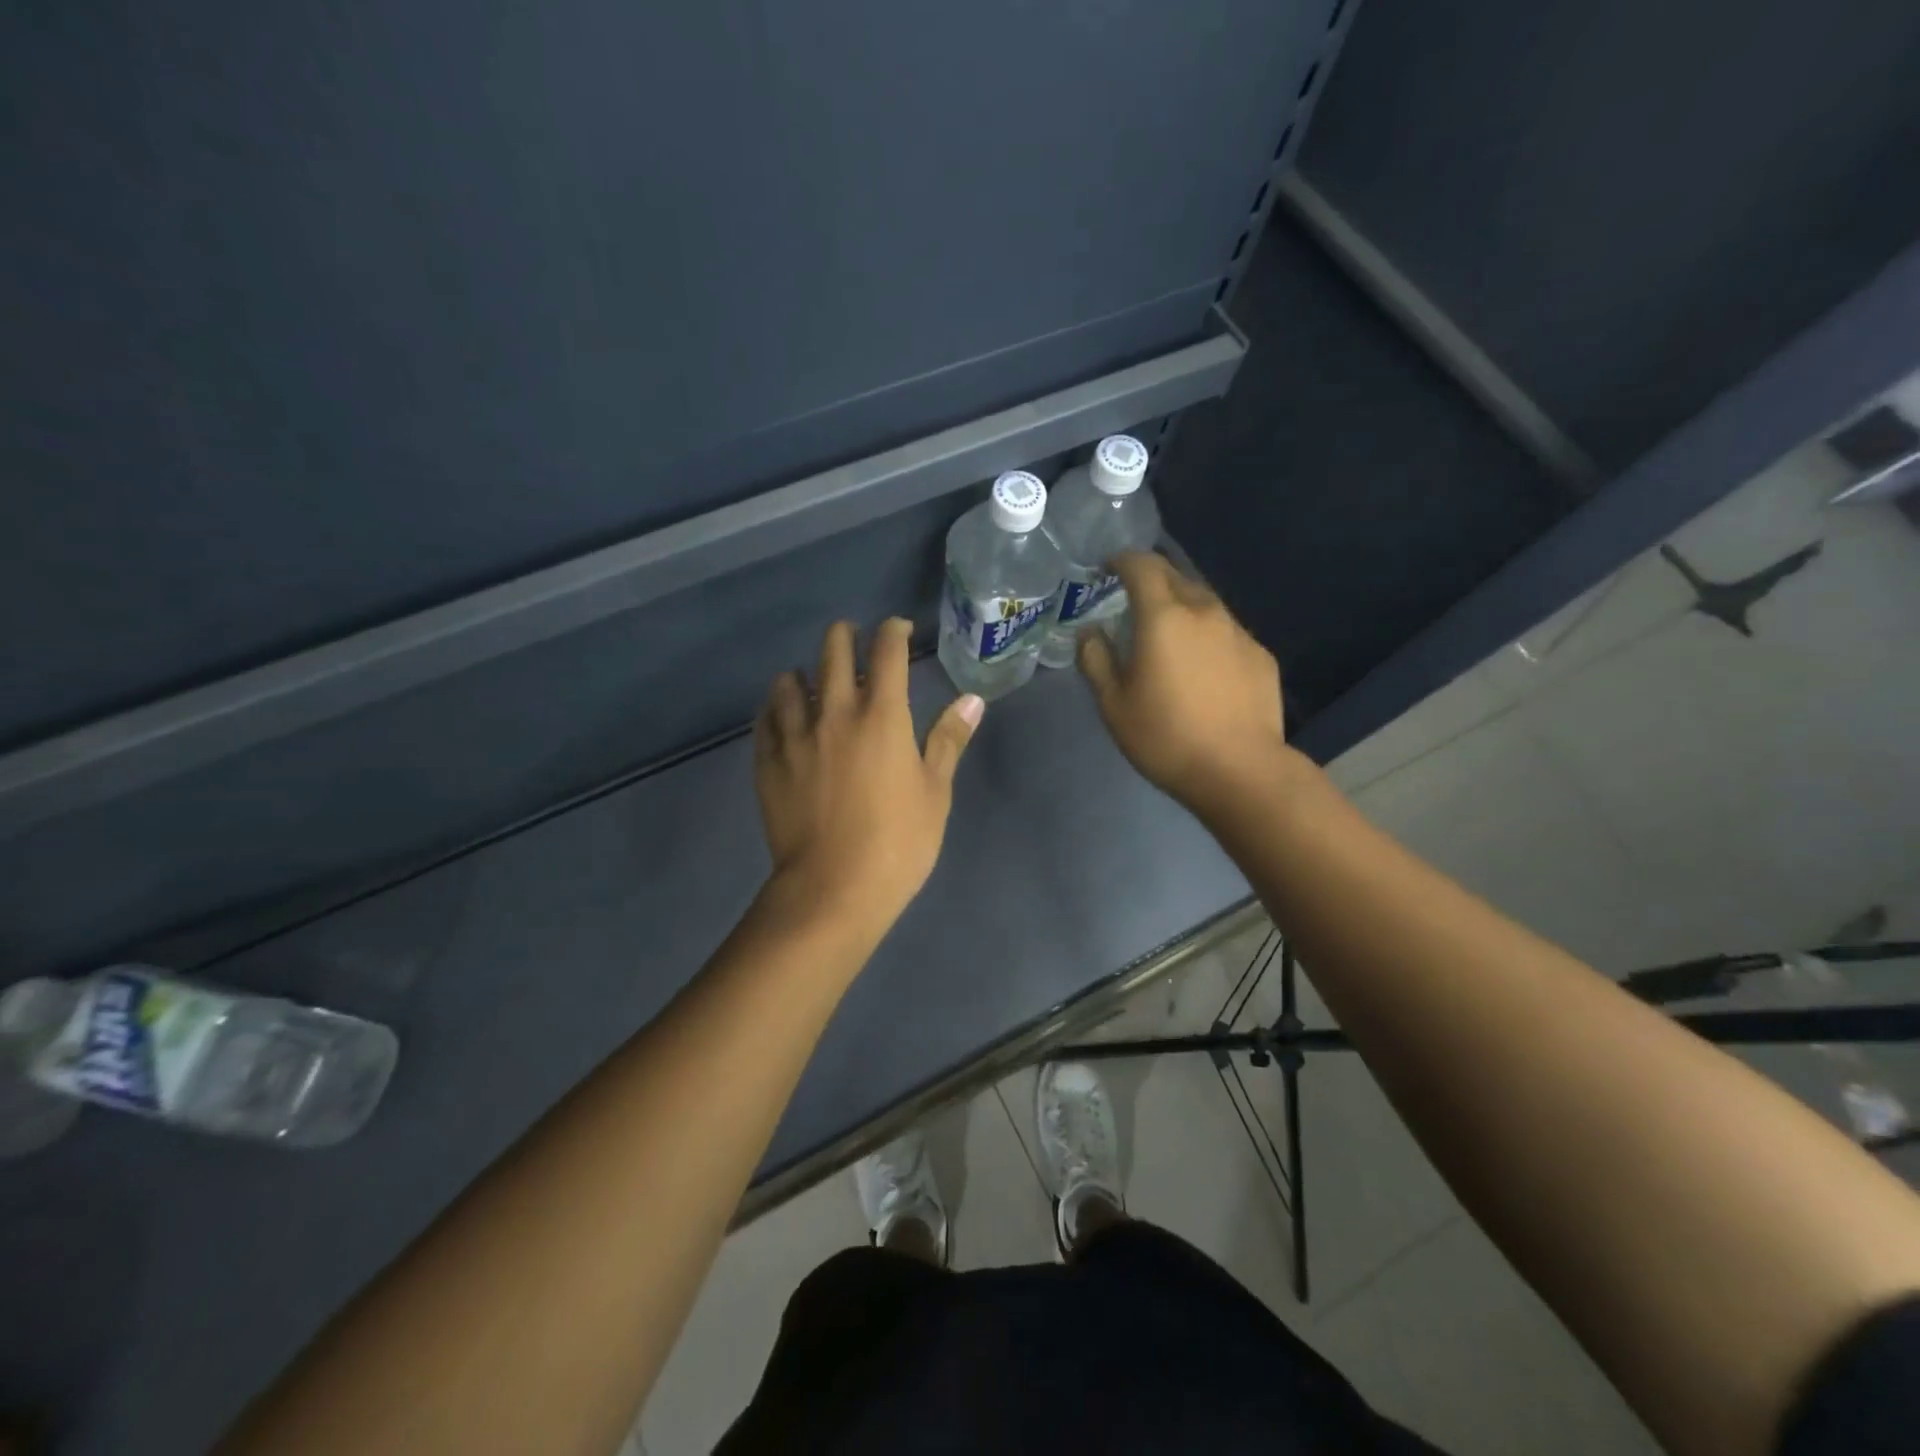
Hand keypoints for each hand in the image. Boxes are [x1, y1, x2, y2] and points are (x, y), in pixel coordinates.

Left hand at [753, 618, 983, 930]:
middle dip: (844, 636)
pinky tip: (780, 713)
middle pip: (833, 652)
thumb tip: (972, 700)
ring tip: (810, 678)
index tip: (897, 628)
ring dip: (804, 672)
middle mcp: (835, 713)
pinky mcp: (768, 762)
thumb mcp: (934, 792)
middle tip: (851, 637)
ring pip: (790, 682)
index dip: (893, 631)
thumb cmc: (898, 842)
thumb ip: (948, 740)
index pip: (887, 653)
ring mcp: (795, 736)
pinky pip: (765, 718)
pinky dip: (775, 706)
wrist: (833, 889)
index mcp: (882, 716)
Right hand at [1077, 552, 1287, 813]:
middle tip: (1131, 599)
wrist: (1240, 770)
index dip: (1121, 560)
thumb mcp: (1114, 705)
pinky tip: (1201, 667)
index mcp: (1164, 617)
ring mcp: (1238, 632)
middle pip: (1175, 576)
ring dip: (1180, 606)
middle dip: (1150, 579)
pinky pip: (1225, 631)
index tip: (1107, 569)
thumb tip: (1090, 633)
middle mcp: (1204, 612)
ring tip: (1167, 634)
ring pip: (1204, 602)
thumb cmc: (1166, 737)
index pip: (1142, 566)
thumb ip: (1096, 661)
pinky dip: (1206, 635)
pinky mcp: (1260, 655)